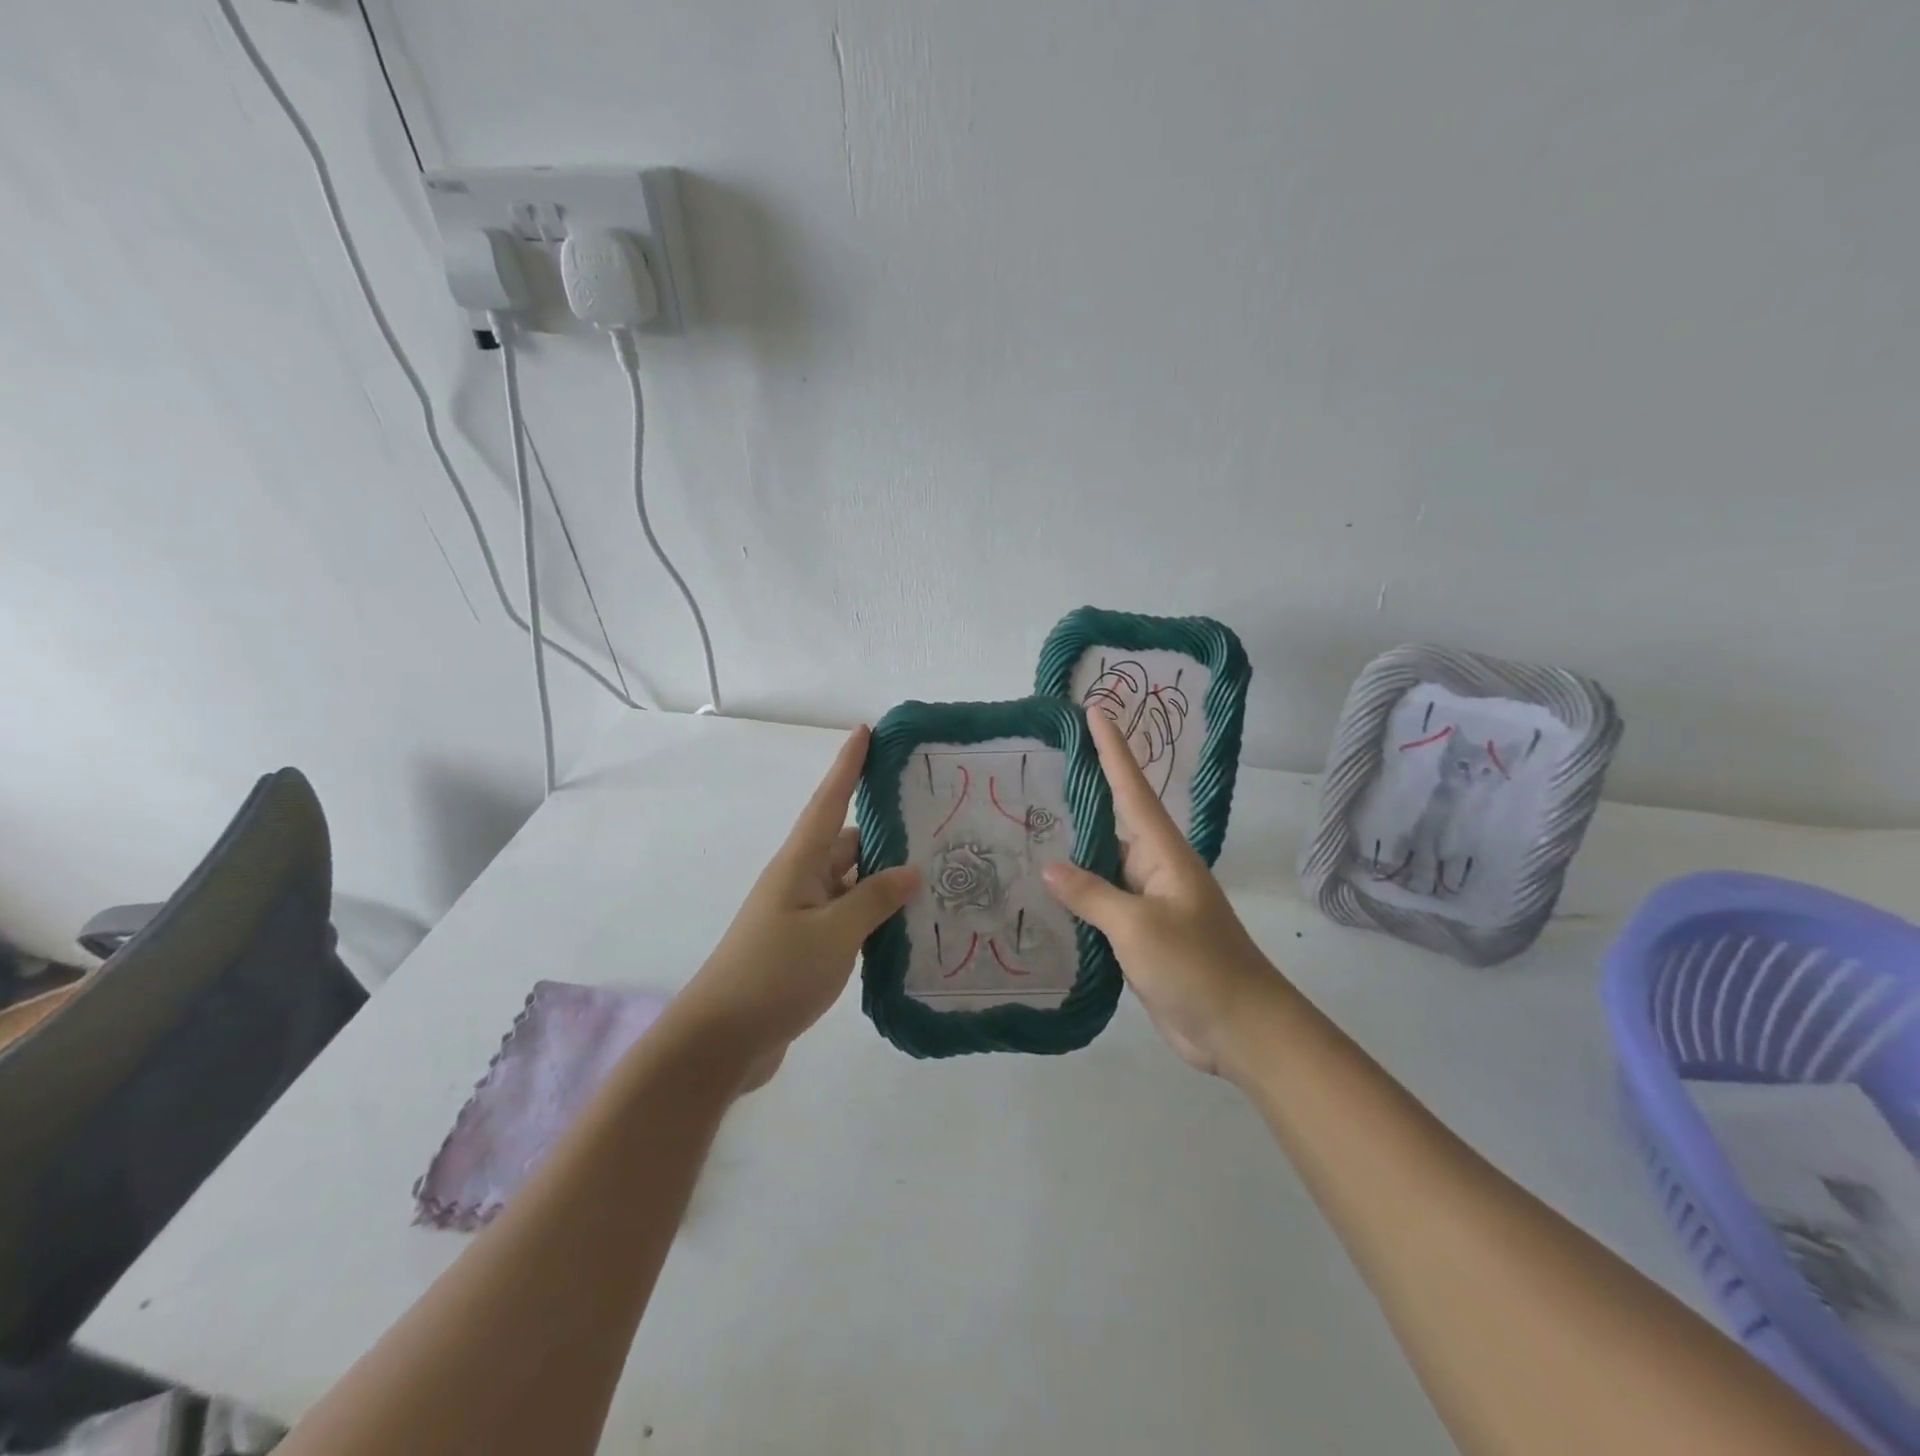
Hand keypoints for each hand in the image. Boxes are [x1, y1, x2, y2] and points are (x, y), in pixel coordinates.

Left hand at [675, 726, 918, 1090]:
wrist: (721, 1041)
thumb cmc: (775, 974)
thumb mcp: (834, 934)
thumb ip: (874, 899)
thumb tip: (909, 871)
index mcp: (800, 864)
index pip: (829, 801)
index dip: (847, 765)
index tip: (866, 731)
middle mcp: (800, 881)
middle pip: (847, 842)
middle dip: (885, 833)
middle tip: (936, 826)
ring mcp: (801, 915)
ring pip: (850, 883)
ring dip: (883, 881)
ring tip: (934, 879)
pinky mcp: (804, 947)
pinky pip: (846, 917)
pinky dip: (872, 917)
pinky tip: (905, 928)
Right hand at [1043, 710, 1282, 1076]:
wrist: (1239, 1029)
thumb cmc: (1197, 966)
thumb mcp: (1139, 926)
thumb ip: (1093, 894)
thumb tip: (1050, 866)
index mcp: (1163, 852)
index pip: (1131, 788)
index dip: (1112, 749)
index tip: (1094, 710)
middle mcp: (1154, 867)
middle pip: (1113, 819)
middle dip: (1083, 790)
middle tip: (1039, 765)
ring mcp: (1148, 901)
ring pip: (1104, 862)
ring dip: (1074, 844)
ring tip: (1028, 821)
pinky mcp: (1140, 933)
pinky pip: (1102, 900)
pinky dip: (1077, 891)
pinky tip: (1046, 889)